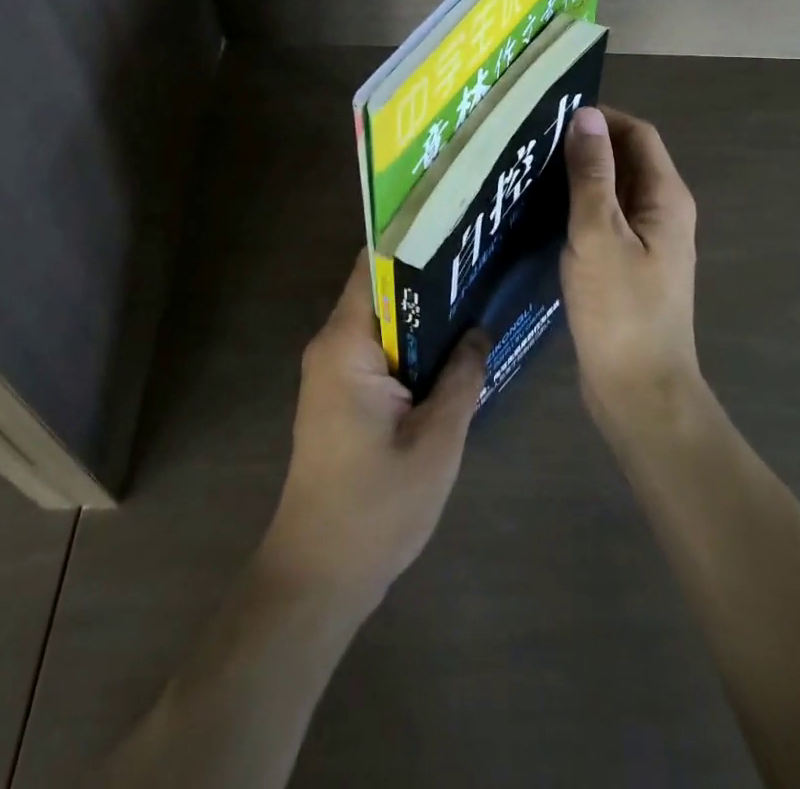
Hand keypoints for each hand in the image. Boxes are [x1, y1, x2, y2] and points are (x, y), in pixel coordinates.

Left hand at [258, 253, 485, 614]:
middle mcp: (332, 346)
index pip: (374, 266)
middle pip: (381, 289)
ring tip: (475, 294)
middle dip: (427, 276)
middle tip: (479, 259)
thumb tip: (478, 331)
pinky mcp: (341, 395)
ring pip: (383, 321)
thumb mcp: (436, 442)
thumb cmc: (375, 508)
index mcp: (346, 344)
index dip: (412, 240)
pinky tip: (452, 348)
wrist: (319, 576)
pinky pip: (379, 350)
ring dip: (422, 314)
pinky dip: (412, 344)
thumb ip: (461, 378)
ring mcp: (333, 371)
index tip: (455, 223)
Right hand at [560, 106, 701, 435]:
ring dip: (578, 178)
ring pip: (612, 192)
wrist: (640, 391)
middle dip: (585, 146)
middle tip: (531, 143)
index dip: (601, 118)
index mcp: (665, 197)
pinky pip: (604, 221)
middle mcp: (662, 212)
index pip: (638, 134)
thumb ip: (591, 174)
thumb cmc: (620, 309)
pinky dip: (577, 209)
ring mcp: (647, 242)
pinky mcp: (628, 266)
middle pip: (626, 160)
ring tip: (528, 173)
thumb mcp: (599, 234)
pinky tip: (541, 215)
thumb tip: (586, 115)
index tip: (553, 117)